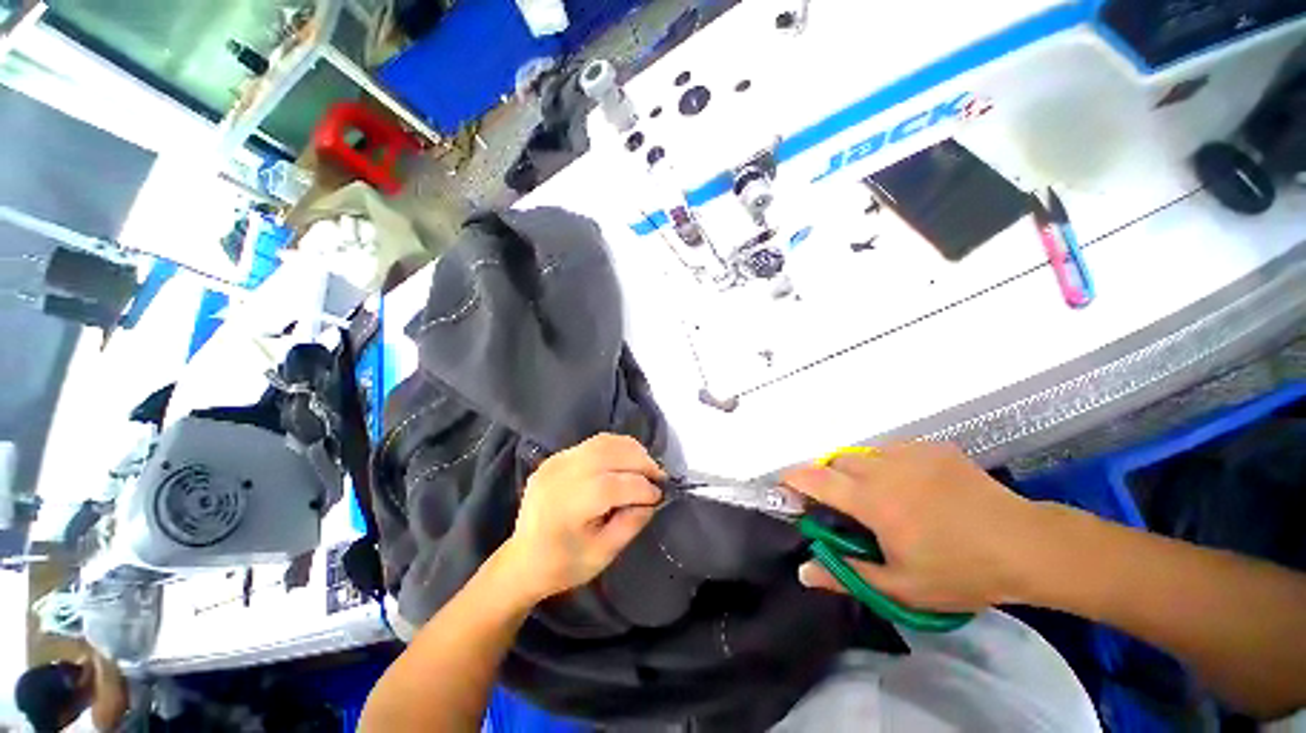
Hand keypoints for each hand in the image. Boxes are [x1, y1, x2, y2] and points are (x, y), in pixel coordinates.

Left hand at [499, 434, 663, 603]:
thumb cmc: (564, 564)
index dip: (642, 488)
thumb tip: (653, 498)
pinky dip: (616, 448)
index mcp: (568, 505)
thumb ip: (631, 523)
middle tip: (658, 477)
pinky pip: (593, 443)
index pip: (614, 485)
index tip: (659, 496)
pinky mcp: (557, 456)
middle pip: (610, 454)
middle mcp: (561, 475)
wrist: (522, 560)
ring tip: (645, 467)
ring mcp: (557, 461)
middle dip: (641, 462)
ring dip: (631, 451)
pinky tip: (625, 462)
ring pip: (604, 442)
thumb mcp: (603, 554)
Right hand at [784, 442, 1043, 612]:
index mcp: (873, 500)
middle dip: (830, 478)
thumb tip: (803, 571)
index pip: (816, 479)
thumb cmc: (961, 571)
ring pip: (864, 453)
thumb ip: (847, 574)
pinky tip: (911, 488)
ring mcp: (910, 453)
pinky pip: (893, 450)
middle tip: (843, 506)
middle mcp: (884, 468)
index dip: (794, 480)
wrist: (1025, 545)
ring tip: (879, 498)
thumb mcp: (901, 588)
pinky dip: (887, 465)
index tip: (785, 488)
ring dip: (858, 472)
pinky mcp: (932, 447)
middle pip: (837, 461)